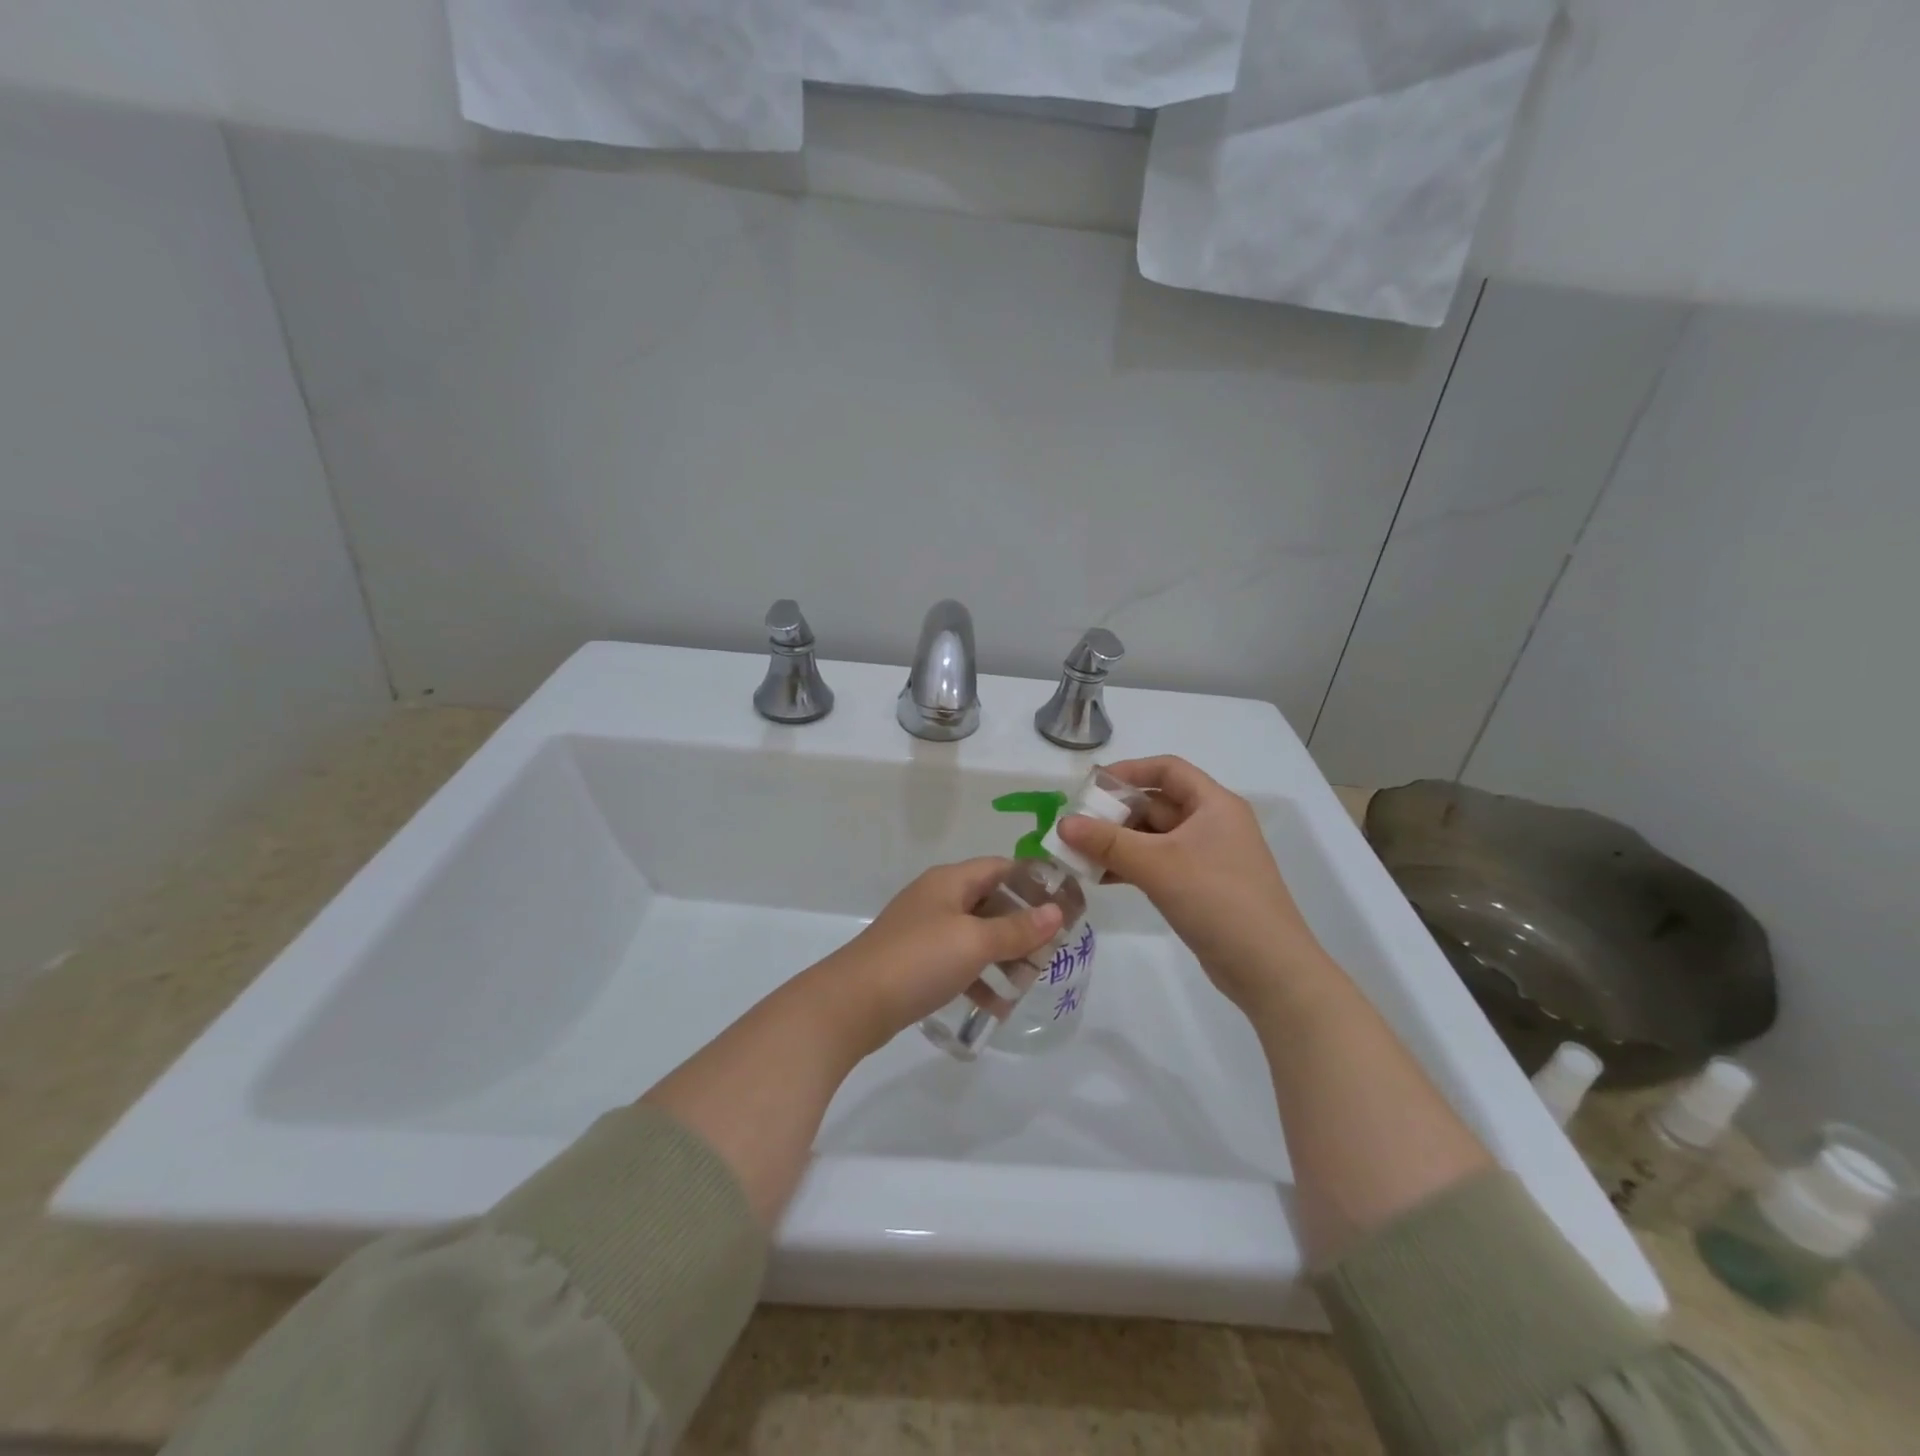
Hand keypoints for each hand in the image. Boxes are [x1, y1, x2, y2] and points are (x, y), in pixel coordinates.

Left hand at [811, 858, 1062, 1056]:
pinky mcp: (914, 962)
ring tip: (1028, 982)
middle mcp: (936, 898)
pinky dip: (978, 978)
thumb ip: (1018, 928)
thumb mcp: (975, 942)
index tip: (1064, 905)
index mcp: (950, 881)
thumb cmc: (919, 960)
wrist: (852, 1003)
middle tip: (1051, 951)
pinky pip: (957, 962)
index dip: (1033, 882)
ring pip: (975, 935)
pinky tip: (996, 1006)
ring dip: (1003, 956)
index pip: (1000, 867)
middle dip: (1022, 926)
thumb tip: (1056, 913)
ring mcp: (923, 931)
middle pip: (990, 902)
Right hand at [1056, 756, 1324, 1013]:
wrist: (1269, 969)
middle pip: (1157, 804)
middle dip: (1115, 813)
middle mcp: (1212, 823)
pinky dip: (1130, 866)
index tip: (1090, 787)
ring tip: (1078, 854)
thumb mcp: (1158, 865)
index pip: (1167, 769)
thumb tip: (1062, 823)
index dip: (1127, 771)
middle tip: (1075, 826)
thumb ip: (1107, 842)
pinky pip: (1158, 864)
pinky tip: (1100, 878)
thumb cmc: (1218, 901)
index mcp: (1213, 804)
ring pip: (1154, 837)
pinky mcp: (1200, 887)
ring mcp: (1207, 857)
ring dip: (1118, 843)